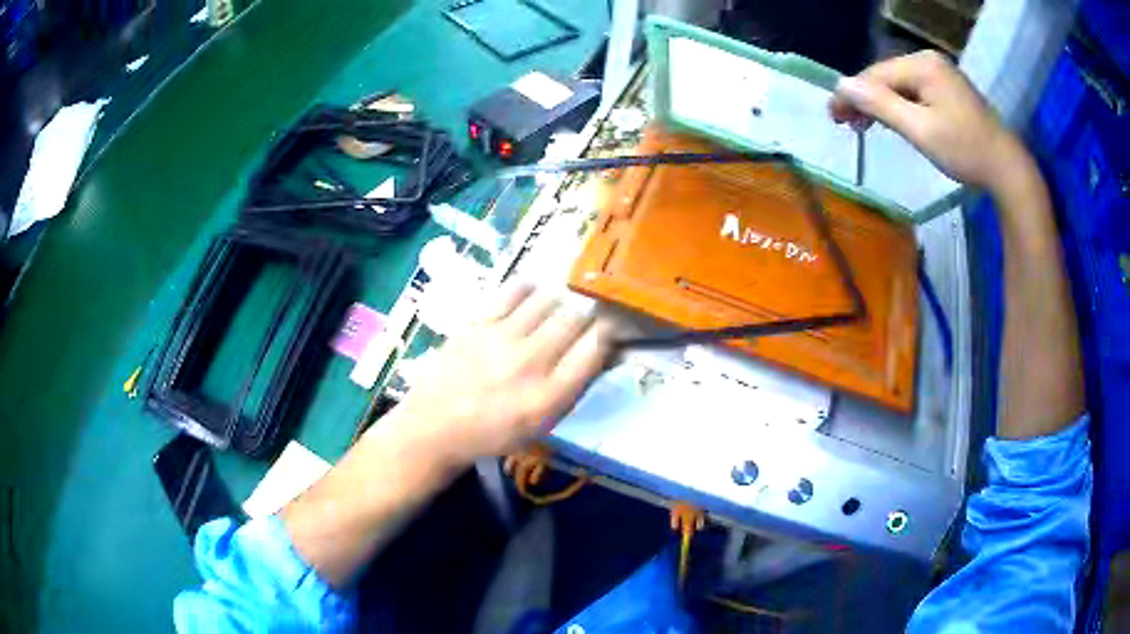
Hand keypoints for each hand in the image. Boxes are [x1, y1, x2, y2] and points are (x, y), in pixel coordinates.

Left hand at [387, 283, 613, 470]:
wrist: (436, 424)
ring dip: (559, 303)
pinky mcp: (478, 322)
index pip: (595, 348)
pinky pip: (514, 290)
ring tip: (554, 310)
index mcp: (550, 397)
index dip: (610, 332)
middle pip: (575, 319)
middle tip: (582, 320)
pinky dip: (529, 289)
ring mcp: (502, 339)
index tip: (610, 328)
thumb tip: (601, 350)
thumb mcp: (541, 424)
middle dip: (586, 316)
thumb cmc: (493, 431)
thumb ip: (572, 387)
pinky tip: (531, 294)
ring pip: (548, 300)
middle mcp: (530, 364)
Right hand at [829, 50, 1025, 190]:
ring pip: (900, 85)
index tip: (832, 116)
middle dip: (866, 99)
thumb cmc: (966, 150)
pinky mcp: (949, 89)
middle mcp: (929, 61)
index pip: (876, 75)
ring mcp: (941, 73)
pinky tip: (895, 120)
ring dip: (882, 104)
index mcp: (922, 64)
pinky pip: (915, 92)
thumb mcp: (920, 130)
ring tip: (866, 125)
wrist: (1007, 169)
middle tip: (847, 124)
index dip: (852, 94)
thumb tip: (841, 85)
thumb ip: (880, 105)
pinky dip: (901, 106)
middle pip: (887, 77)